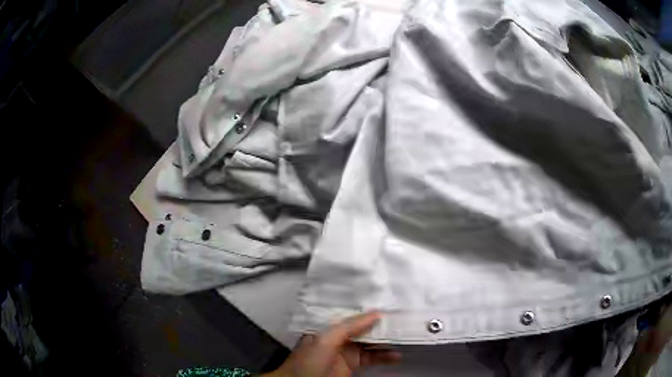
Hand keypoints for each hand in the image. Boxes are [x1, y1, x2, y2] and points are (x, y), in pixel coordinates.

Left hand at [264, 312, 400, 376]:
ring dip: (386, 341)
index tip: (388, 303)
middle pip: (363, 328)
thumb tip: (375, 313)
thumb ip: (349, 326)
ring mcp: (347, 352)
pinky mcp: (353, 365)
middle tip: (401, 319)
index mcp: (329, 326)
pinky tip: (396, 356)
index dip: (368, 310)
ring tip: (404, 336)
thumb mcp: (326, 339)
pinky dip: (384, 357)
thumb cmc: (309, 360)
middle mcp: (339, 337)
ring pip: (370, 343)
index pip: (352, 315)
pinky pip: (371, 358)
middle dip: (381, 325)